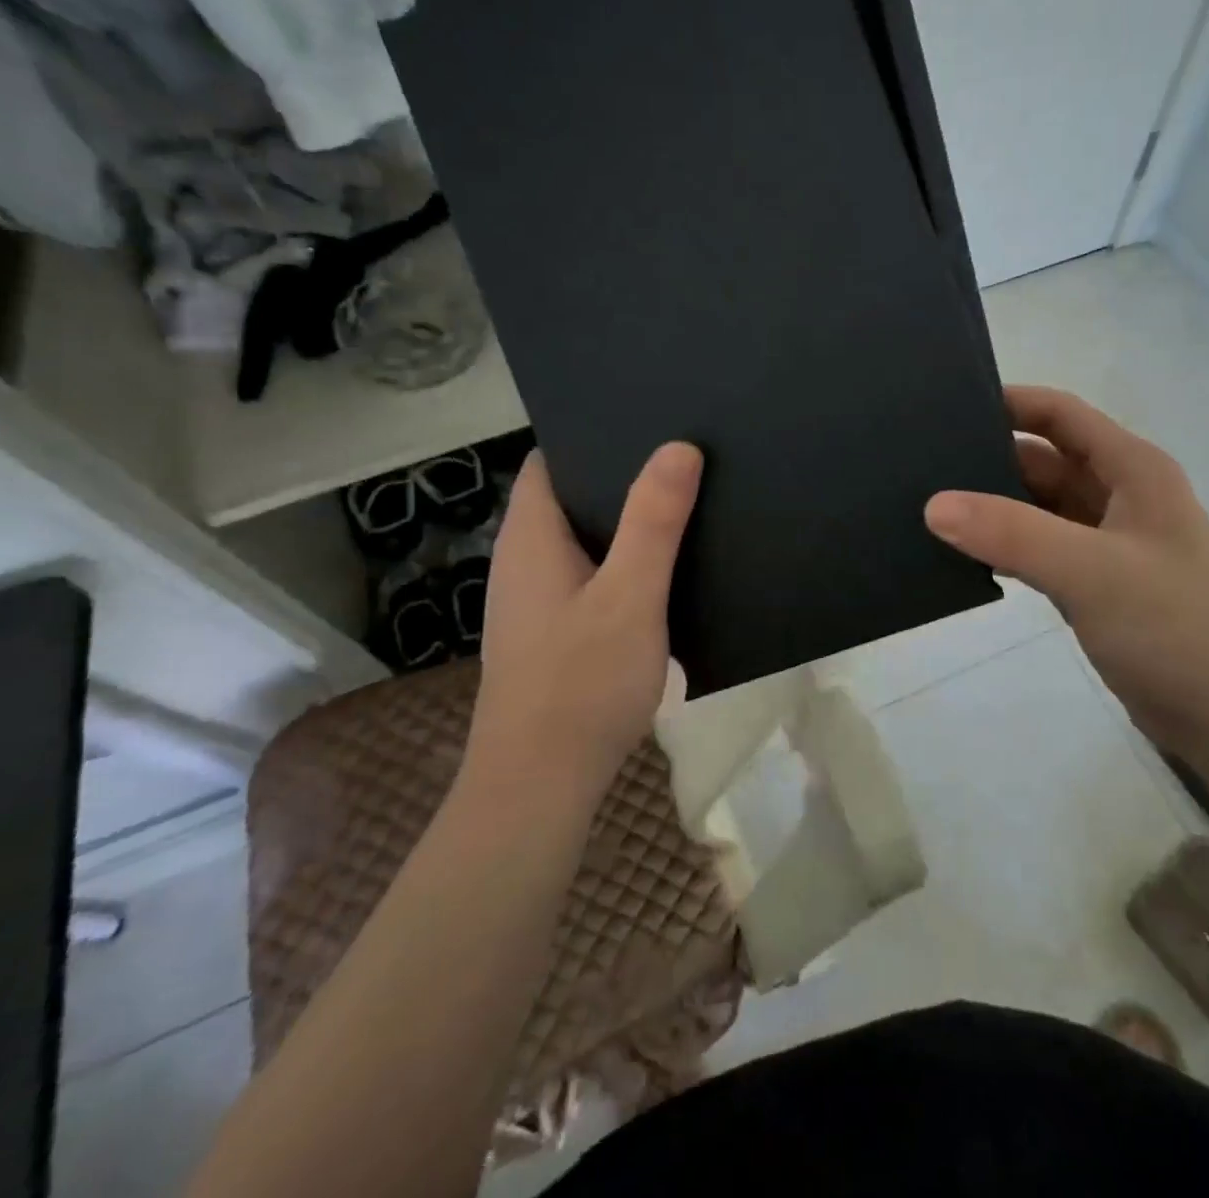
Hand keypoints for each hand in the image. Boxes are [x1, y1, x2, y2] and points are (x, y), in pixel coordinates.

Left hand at [465, 443, 702, 792]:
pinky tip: (664, 573)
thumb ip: (654, 522)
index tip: (648, 423)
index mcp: (531, 538)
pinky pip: (589, 576)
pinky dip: (622, 563)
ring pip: (582, 540)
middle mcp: (524, 561)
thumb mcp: (630, 596)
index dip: (593, 435)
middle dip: (621, 476)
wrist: (539, 786)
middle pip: (569, 497)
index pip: (551, 461)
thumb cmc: (581, 683)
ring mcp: (536, 600)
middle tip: (684, 458)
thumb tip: (678, 446)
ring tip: (684, 503)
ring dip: (625, 523)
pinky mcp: (553, 633)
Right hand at [924, 386, 1208, 753]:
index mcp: (1132, 470)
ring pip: (1039, 507)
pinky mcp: (1096, 584)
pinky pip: (1040, 549)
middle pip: (1044, 460)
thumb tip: (934, 505)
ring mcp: (1107, 543)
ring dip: (994, 506)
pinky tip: (963, 556)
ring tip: (929, 507)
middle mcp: (1120, 496)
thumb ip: (1013, 533)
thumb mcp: (1091, 570)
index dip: (1008, 403)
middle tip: (922, 466)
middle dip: (989, 459)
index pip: (1061, 415)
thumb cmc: (1173, 627)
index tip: (946, 409)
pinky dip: (1006, 547)